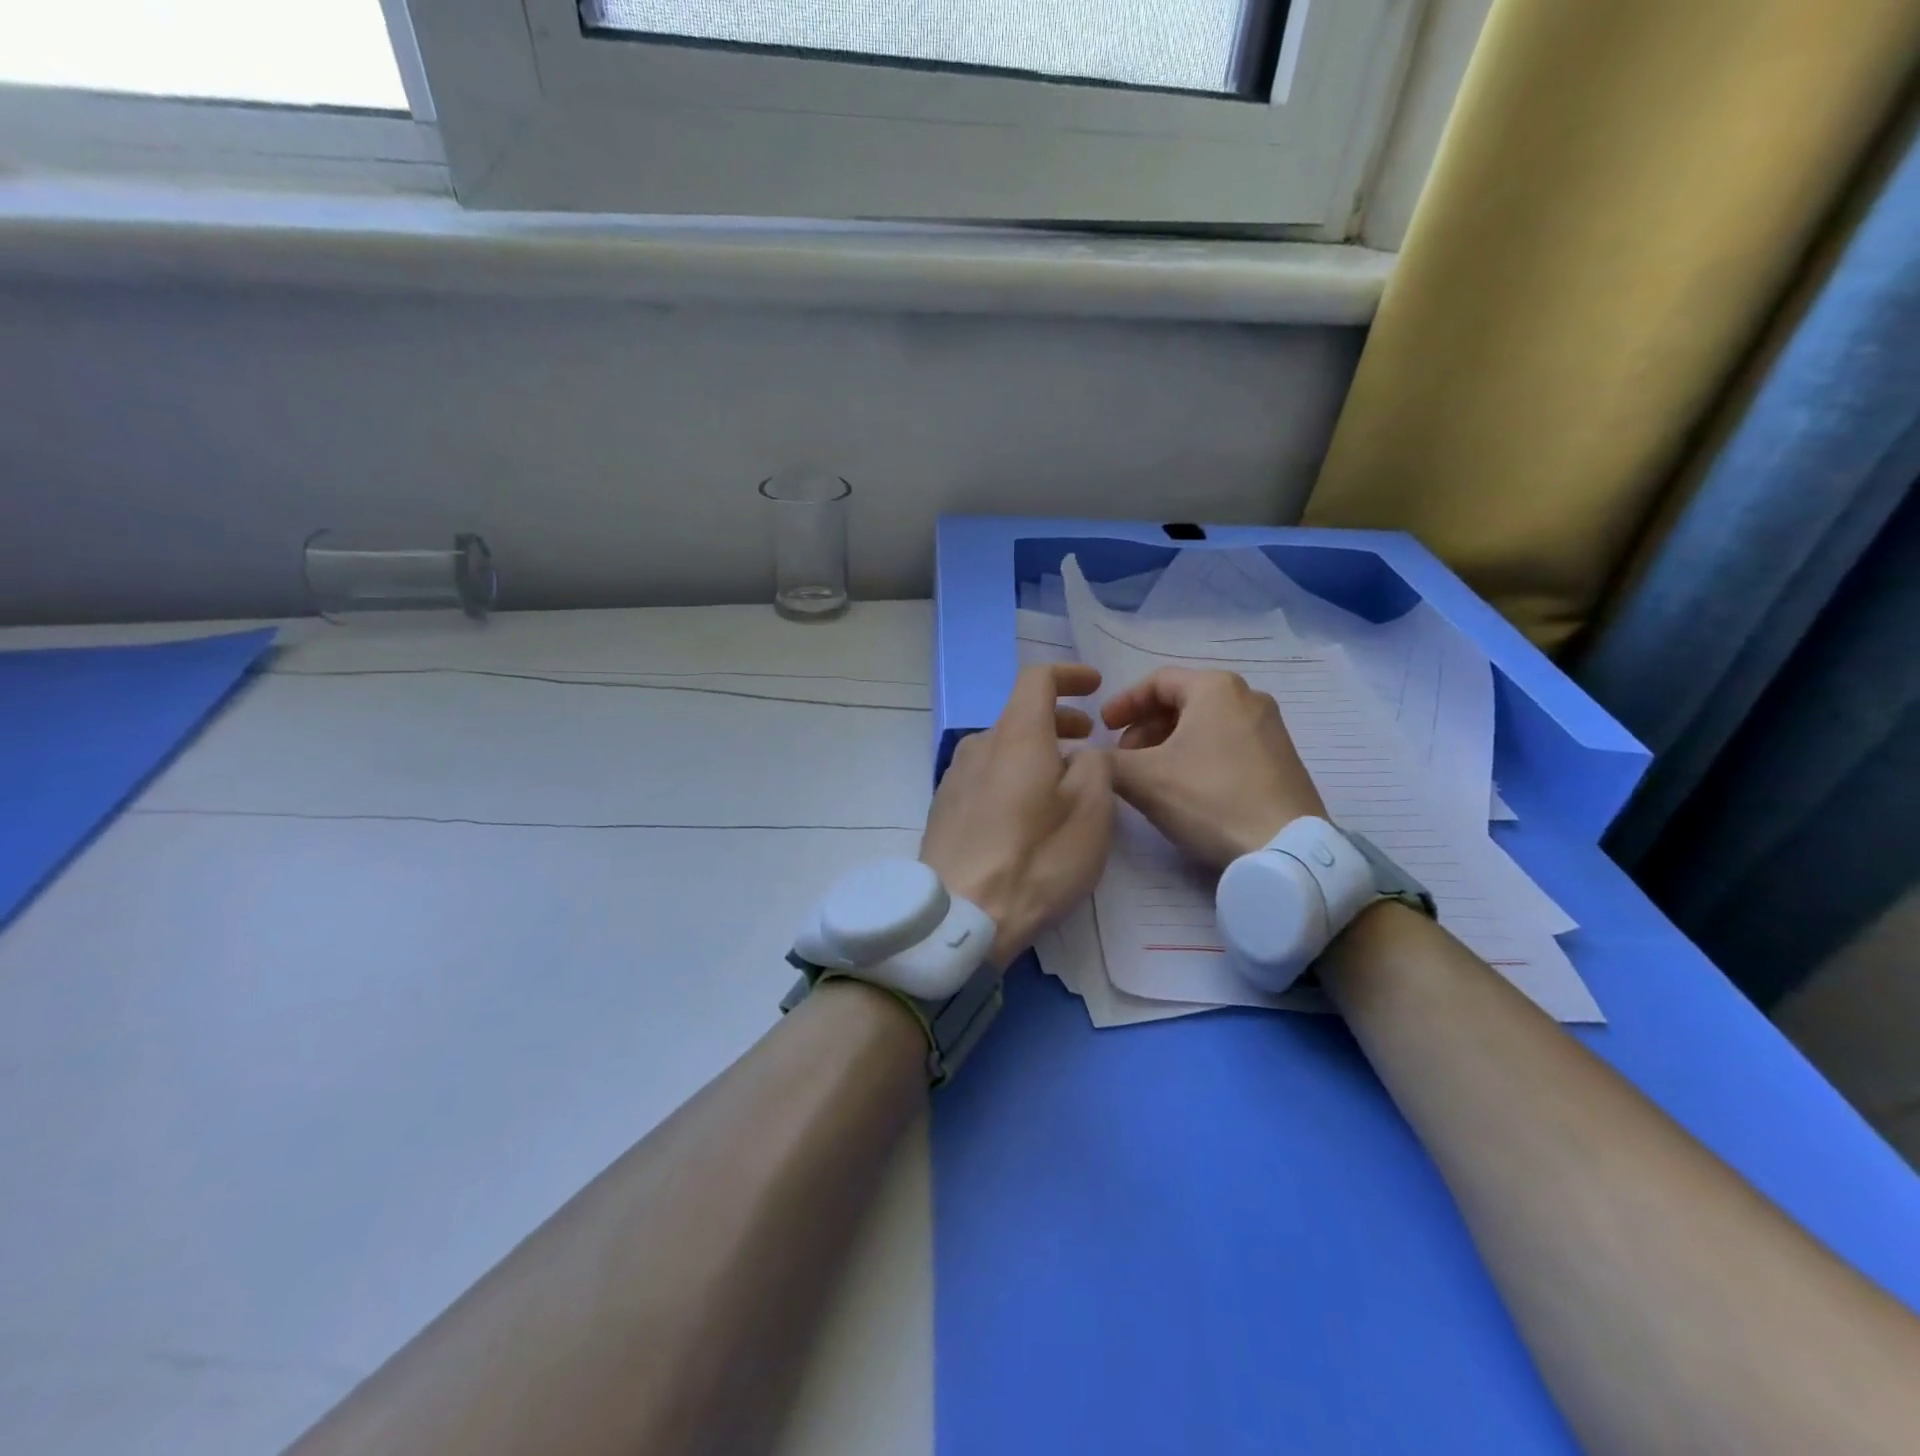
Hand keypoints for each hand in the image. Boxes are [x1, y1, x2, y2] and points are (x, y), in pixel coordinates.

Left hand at [920, 664, 1114, 968]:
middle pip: (1019, 716)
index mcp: (1015, 736)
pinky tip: (1026, 812)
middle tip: (1088, 740)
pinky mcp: (944, 809)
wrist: (961, 915)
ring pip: (1002, 748)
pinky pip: (985, 776)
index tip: (1095, 685)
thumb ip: (1094, 765)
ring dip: (1036, 752)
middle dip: (1059, 720)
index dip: (1069, 675)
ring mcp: (955, 778)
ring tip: (1062, 781)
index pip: (1037, 679)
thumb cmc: (1036, 859)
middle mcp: (978, 746)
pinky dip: (1012, 776)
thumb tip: (1081, 754)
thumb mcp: (1091, 810)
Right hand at [1102, 667, 1325, 869]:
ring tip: (1151, 777)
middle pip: (1182, 701)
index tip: (1102, 730)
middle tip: (1124, 758)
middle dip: (1145, 728)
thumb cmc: (1209, 798)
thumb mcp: (1143, 779)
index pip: (1157, 681)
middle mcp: (1248, 696)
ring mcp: (1270, 728)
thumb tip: (1089, 758)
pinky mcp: (1282, 758)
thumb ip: (1106, 762)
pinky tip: (1186, 789)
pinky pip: (1228, 744)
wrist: (1285, 849)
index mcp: (1215, 688)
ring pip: (1204, 724)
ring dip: (1169, 744)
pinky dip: (1198, 756)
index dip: (1122, 704)